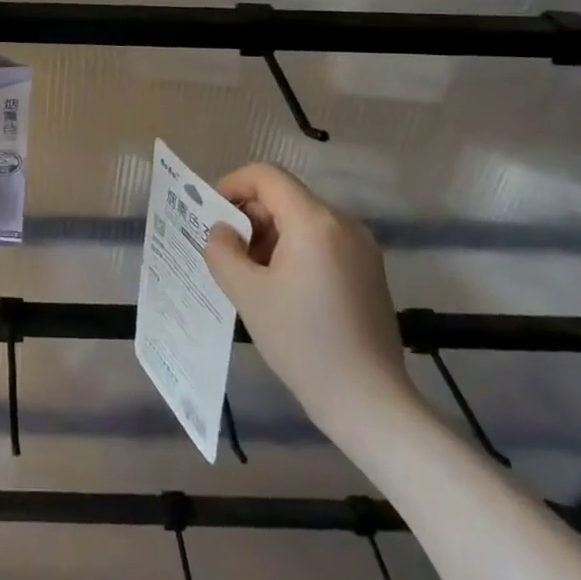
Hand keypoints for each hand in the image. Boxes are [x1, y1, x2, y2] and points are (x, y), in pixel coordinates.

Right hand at [204, 164, 418, 442]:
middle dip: (249, 216)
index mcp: (314, 221)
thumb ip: (223, 251)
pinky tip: (281, 290)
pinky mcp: (368, 271)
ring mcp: (361, 248)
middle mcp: (342, 223)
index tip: (210, 214)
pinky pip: (321, 242)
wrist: (370, 403)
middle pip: (284, 197)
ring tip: (250, 276)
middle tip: (226, 252)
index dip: (232, 185)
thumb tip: (222, 231)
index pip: (266, 176)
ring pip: (302, 220)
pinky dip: (293, 251)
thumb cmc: (303, 343)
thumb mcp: (247, 294)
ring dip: (269, 236)